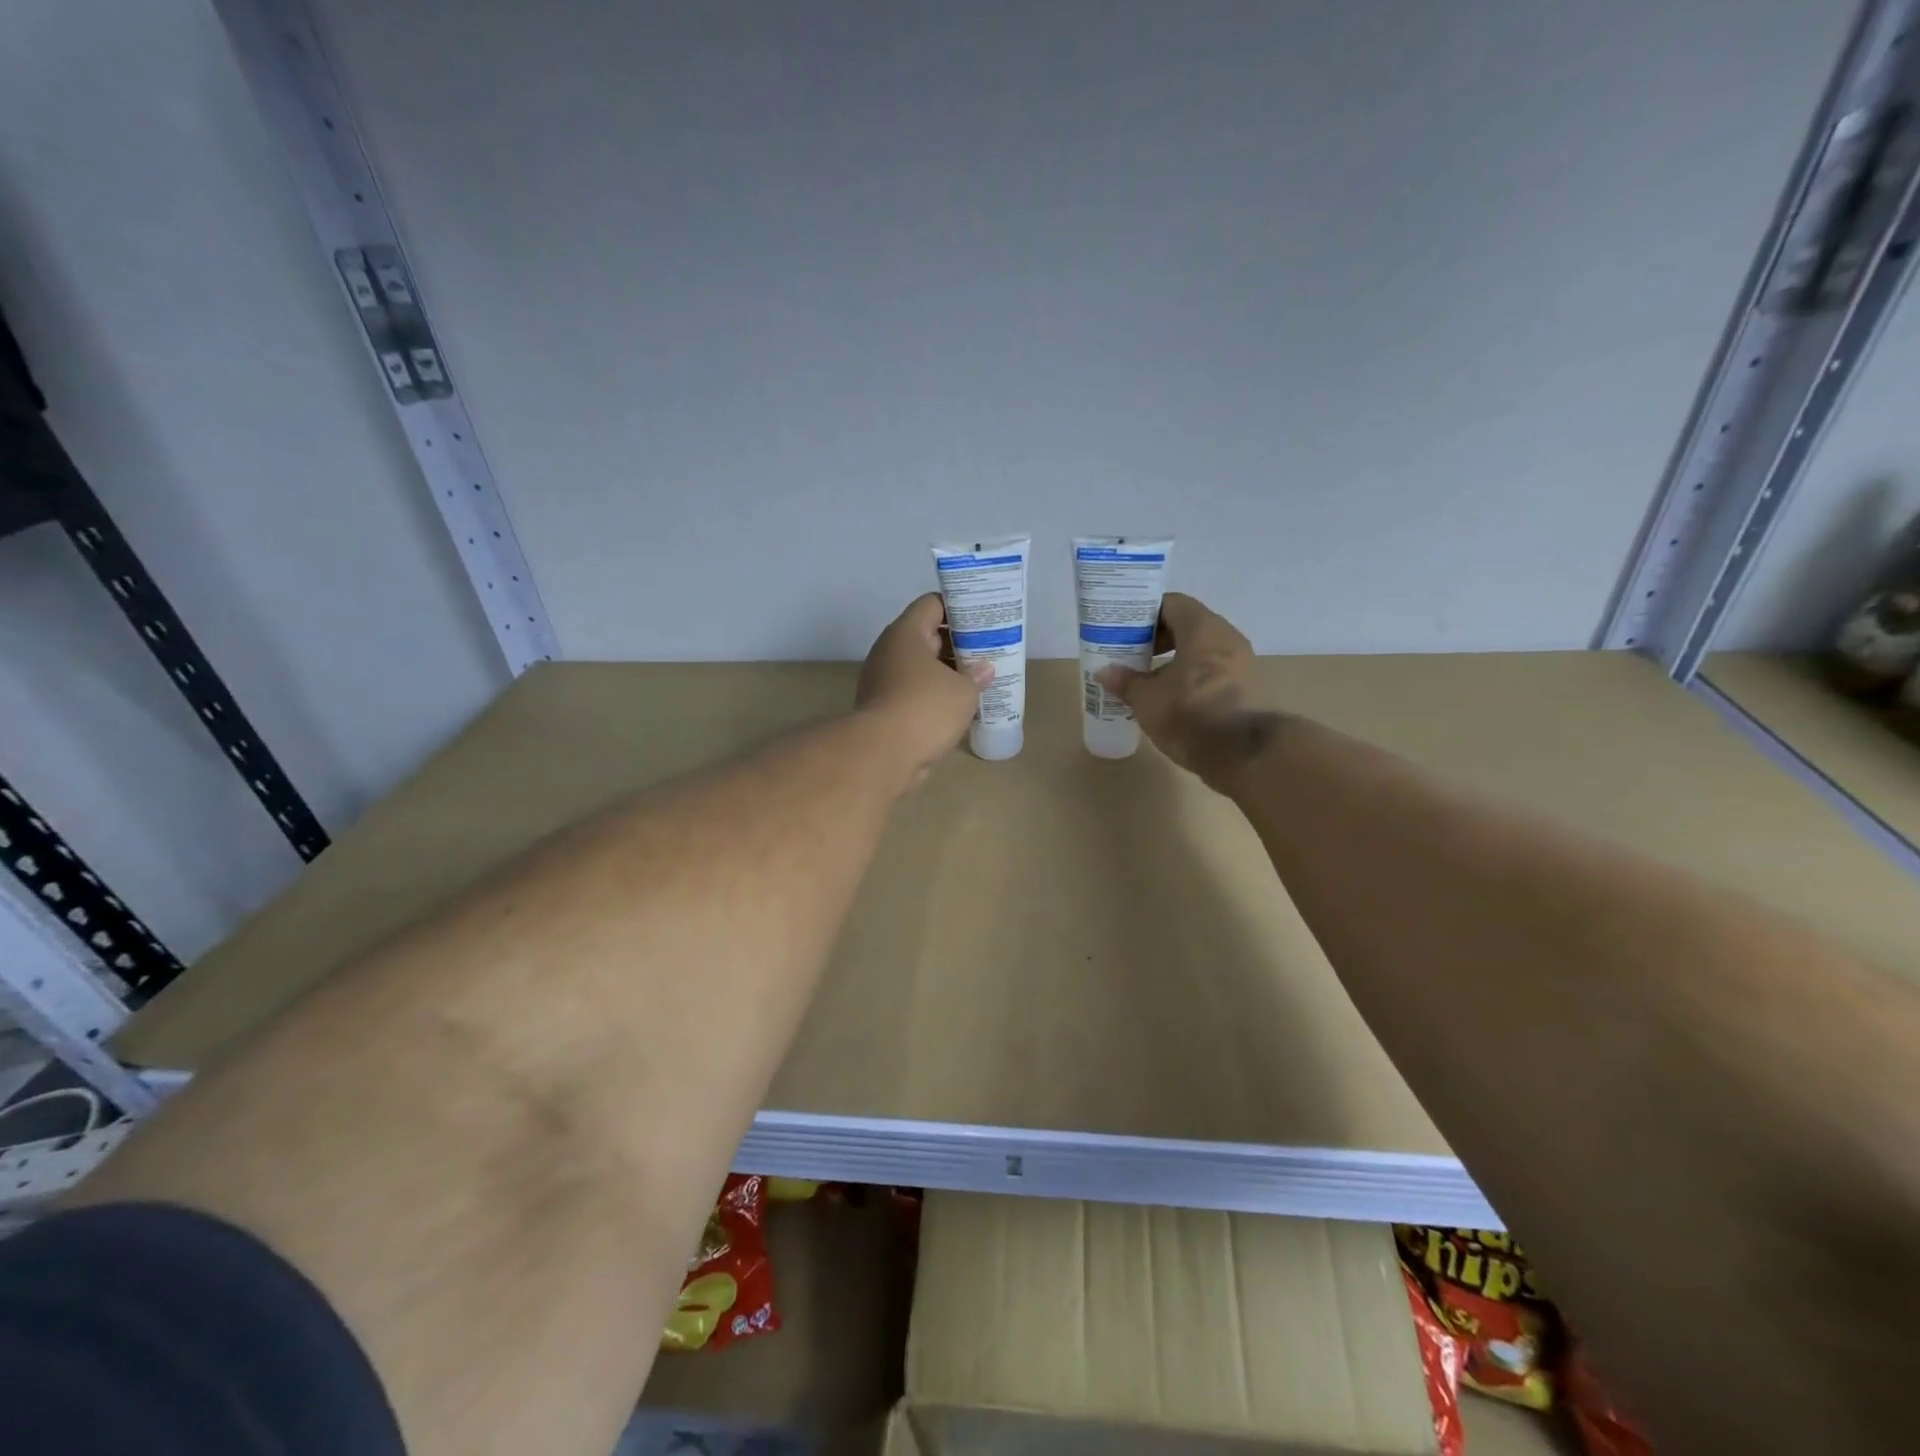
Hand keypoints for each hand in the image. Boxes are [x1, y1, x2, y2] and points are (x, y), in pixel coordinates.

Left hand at [857, 593, 992, 787]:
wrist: (882, 754)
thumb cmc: (925, 708)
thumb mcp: (963, 690)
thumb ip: (976, 675)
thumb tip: (983, 669)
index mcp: (906, 633)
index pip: (932, 604)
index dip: (959, 607)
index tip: (983, 619)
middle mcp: (890, 651)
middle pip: (927, 635)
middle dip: (957, 643)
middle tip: (988, 651)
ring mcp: (883, 680)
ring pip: (921, 667)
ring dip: (947, 673)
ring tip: (979, 679)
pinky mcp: (884, 707)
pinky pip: (914, 691)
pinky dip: (934, 695)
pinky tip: (959, 706)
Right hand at [1096, 592, 1274, 786]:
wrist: (1246, 755)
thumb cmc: (1191, 715)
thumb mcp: (1148, 700)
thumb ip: (1126, 681)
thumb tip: (1104, 672)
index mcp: (1202, 629)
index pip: (1172, 604)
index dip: (1146, 614)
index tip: (1125, 630)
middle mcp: (1226, 638)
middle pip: (1188, 625)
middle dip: (1158, 638)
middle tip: (1133, 654)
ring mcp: (1241, 663)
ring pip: (1201, 649)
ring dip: (1175, 659)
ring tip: (1149, 679)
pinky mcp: (1246, 687)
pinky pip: (1213, 670)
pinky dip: (1191, 675)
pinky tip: (1172, 697)